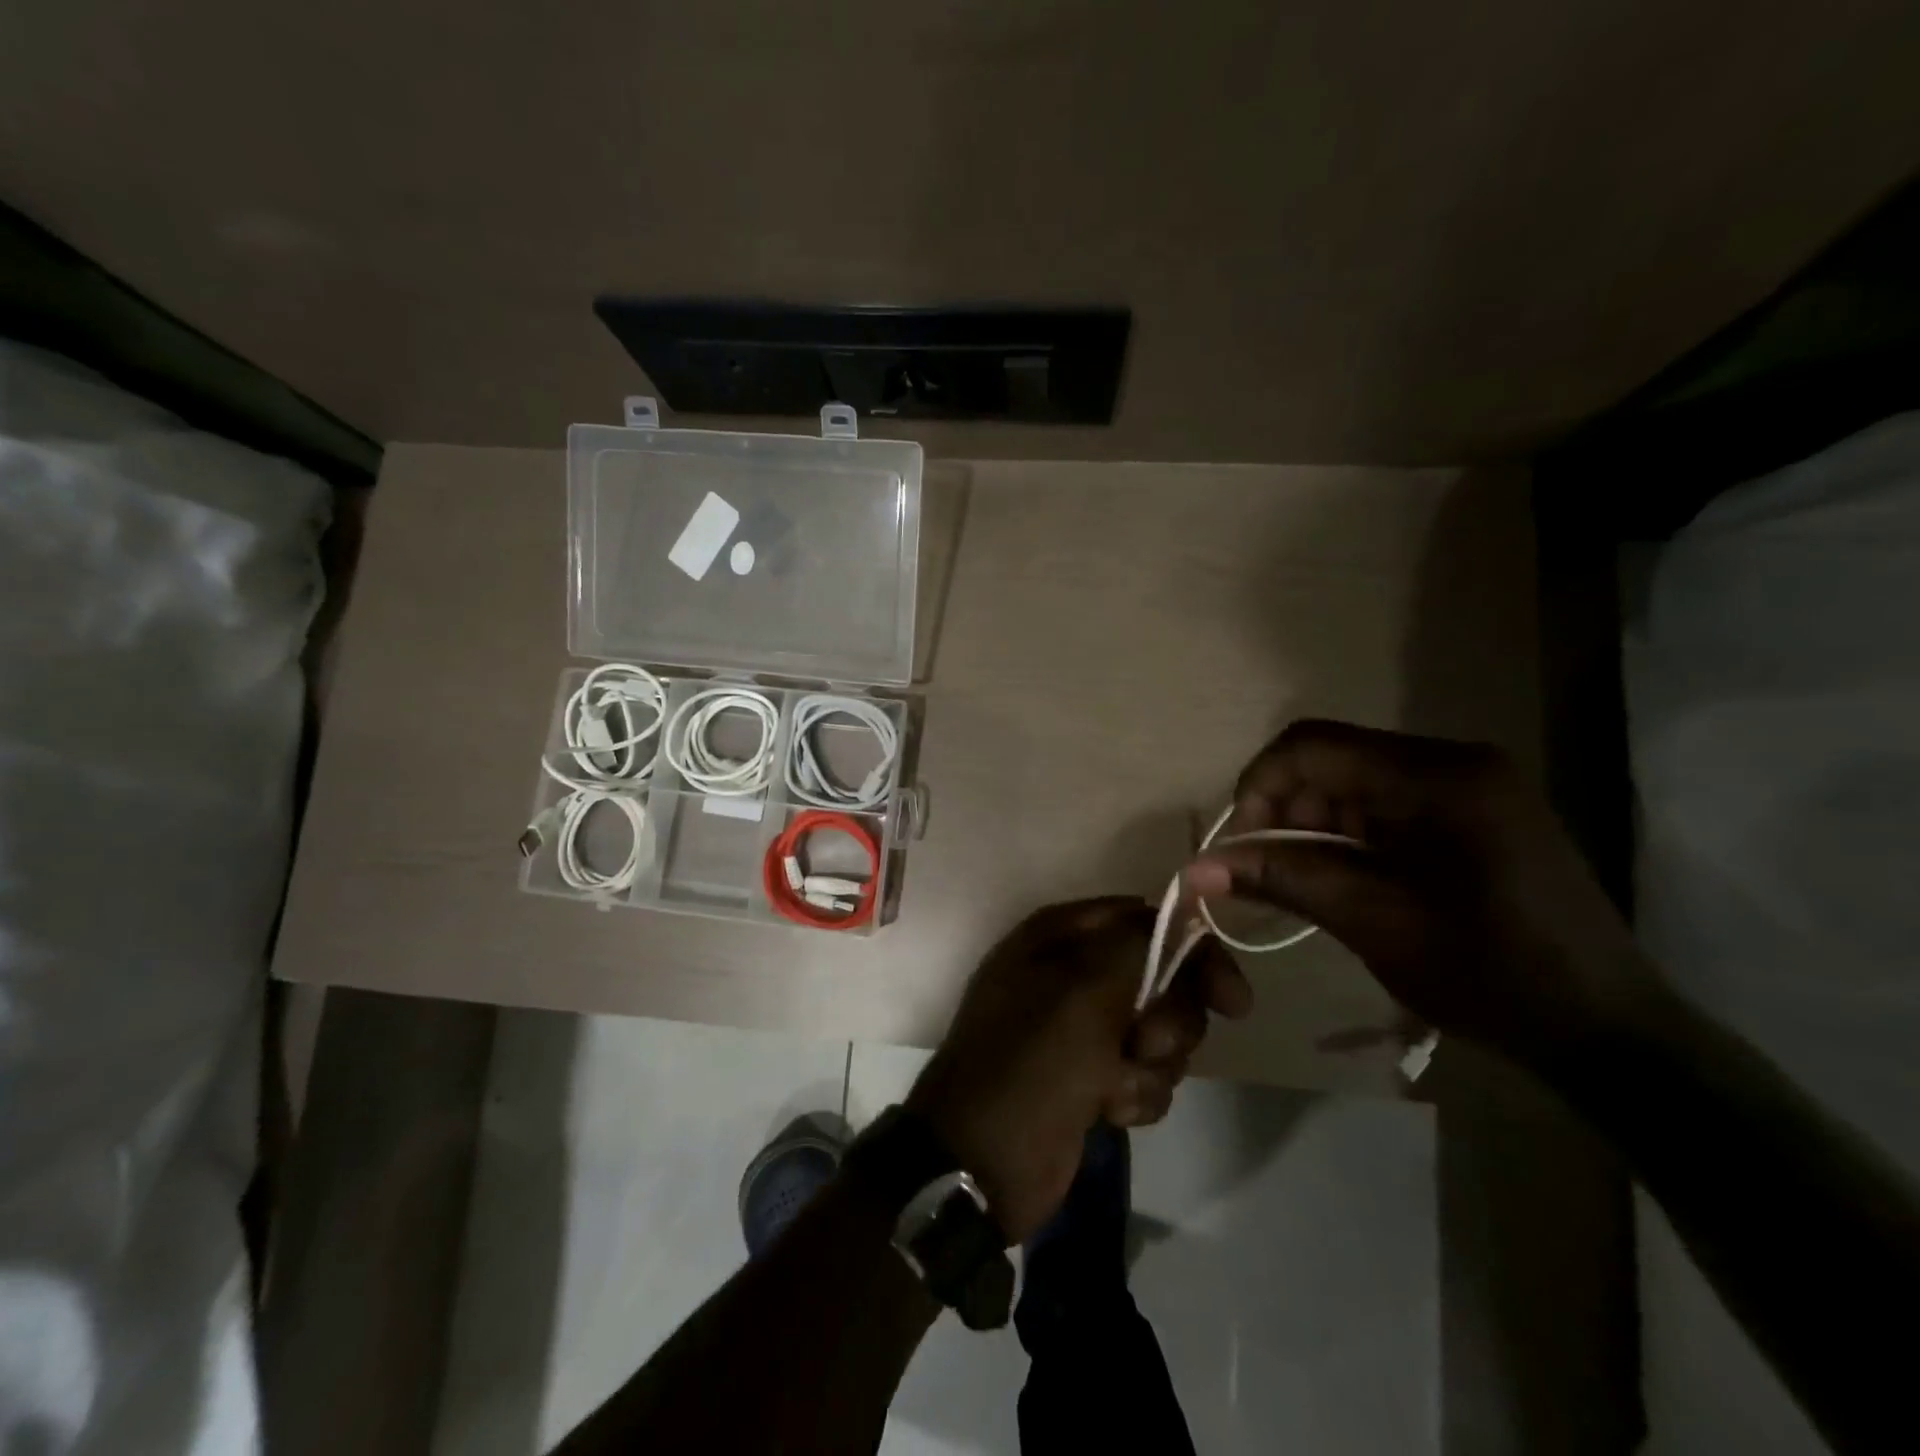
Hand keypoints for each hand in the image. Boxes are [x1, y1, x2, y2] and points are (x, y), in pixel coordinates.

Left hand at [905, 897, 1249, 1241]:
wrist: (982, 1162)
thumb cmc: (1030, 1062)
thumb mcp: (1083, 989)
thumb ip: (1138, 944)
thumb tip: (1183, 918)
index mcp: (1061, 935)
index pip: (1146, 918)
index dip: (1193, 951)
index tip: (1229, 1000)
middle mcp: (1075, 971)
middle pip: (1163, 978)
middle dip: (1168, 1019)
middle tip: (1143, 1043)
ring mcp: (1084, 1027)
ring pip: (1161, 1030)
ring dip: (1150, 1064)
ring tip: (1111, 1086)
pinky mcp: (1094, 1076)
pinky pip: (1146, 1074)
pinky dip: (1135, 1094)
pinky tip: (1106, 1111)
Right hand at [1187, 720, 1666, 1071]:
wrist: (1610, 1032)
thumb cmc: (1497, 980)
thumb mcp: (1379, 927)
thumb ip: (1287, 881)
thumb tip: (1197, 869)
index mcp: (1442, 778)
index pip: (1314, 746)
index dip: (1258, 787)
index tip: (1235, 847)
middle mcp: (1454, 762)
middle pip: (1331, 760)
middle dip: (1281, 811)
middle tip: (1258, 873)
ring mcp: (1466, 785)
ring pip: (1350, 783)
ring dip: (1308, 827)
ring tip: (1292, 883)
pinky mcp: (1468, 811)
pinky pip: (1380, 804)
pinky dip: (1343, 837)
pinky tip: (1334, 879)